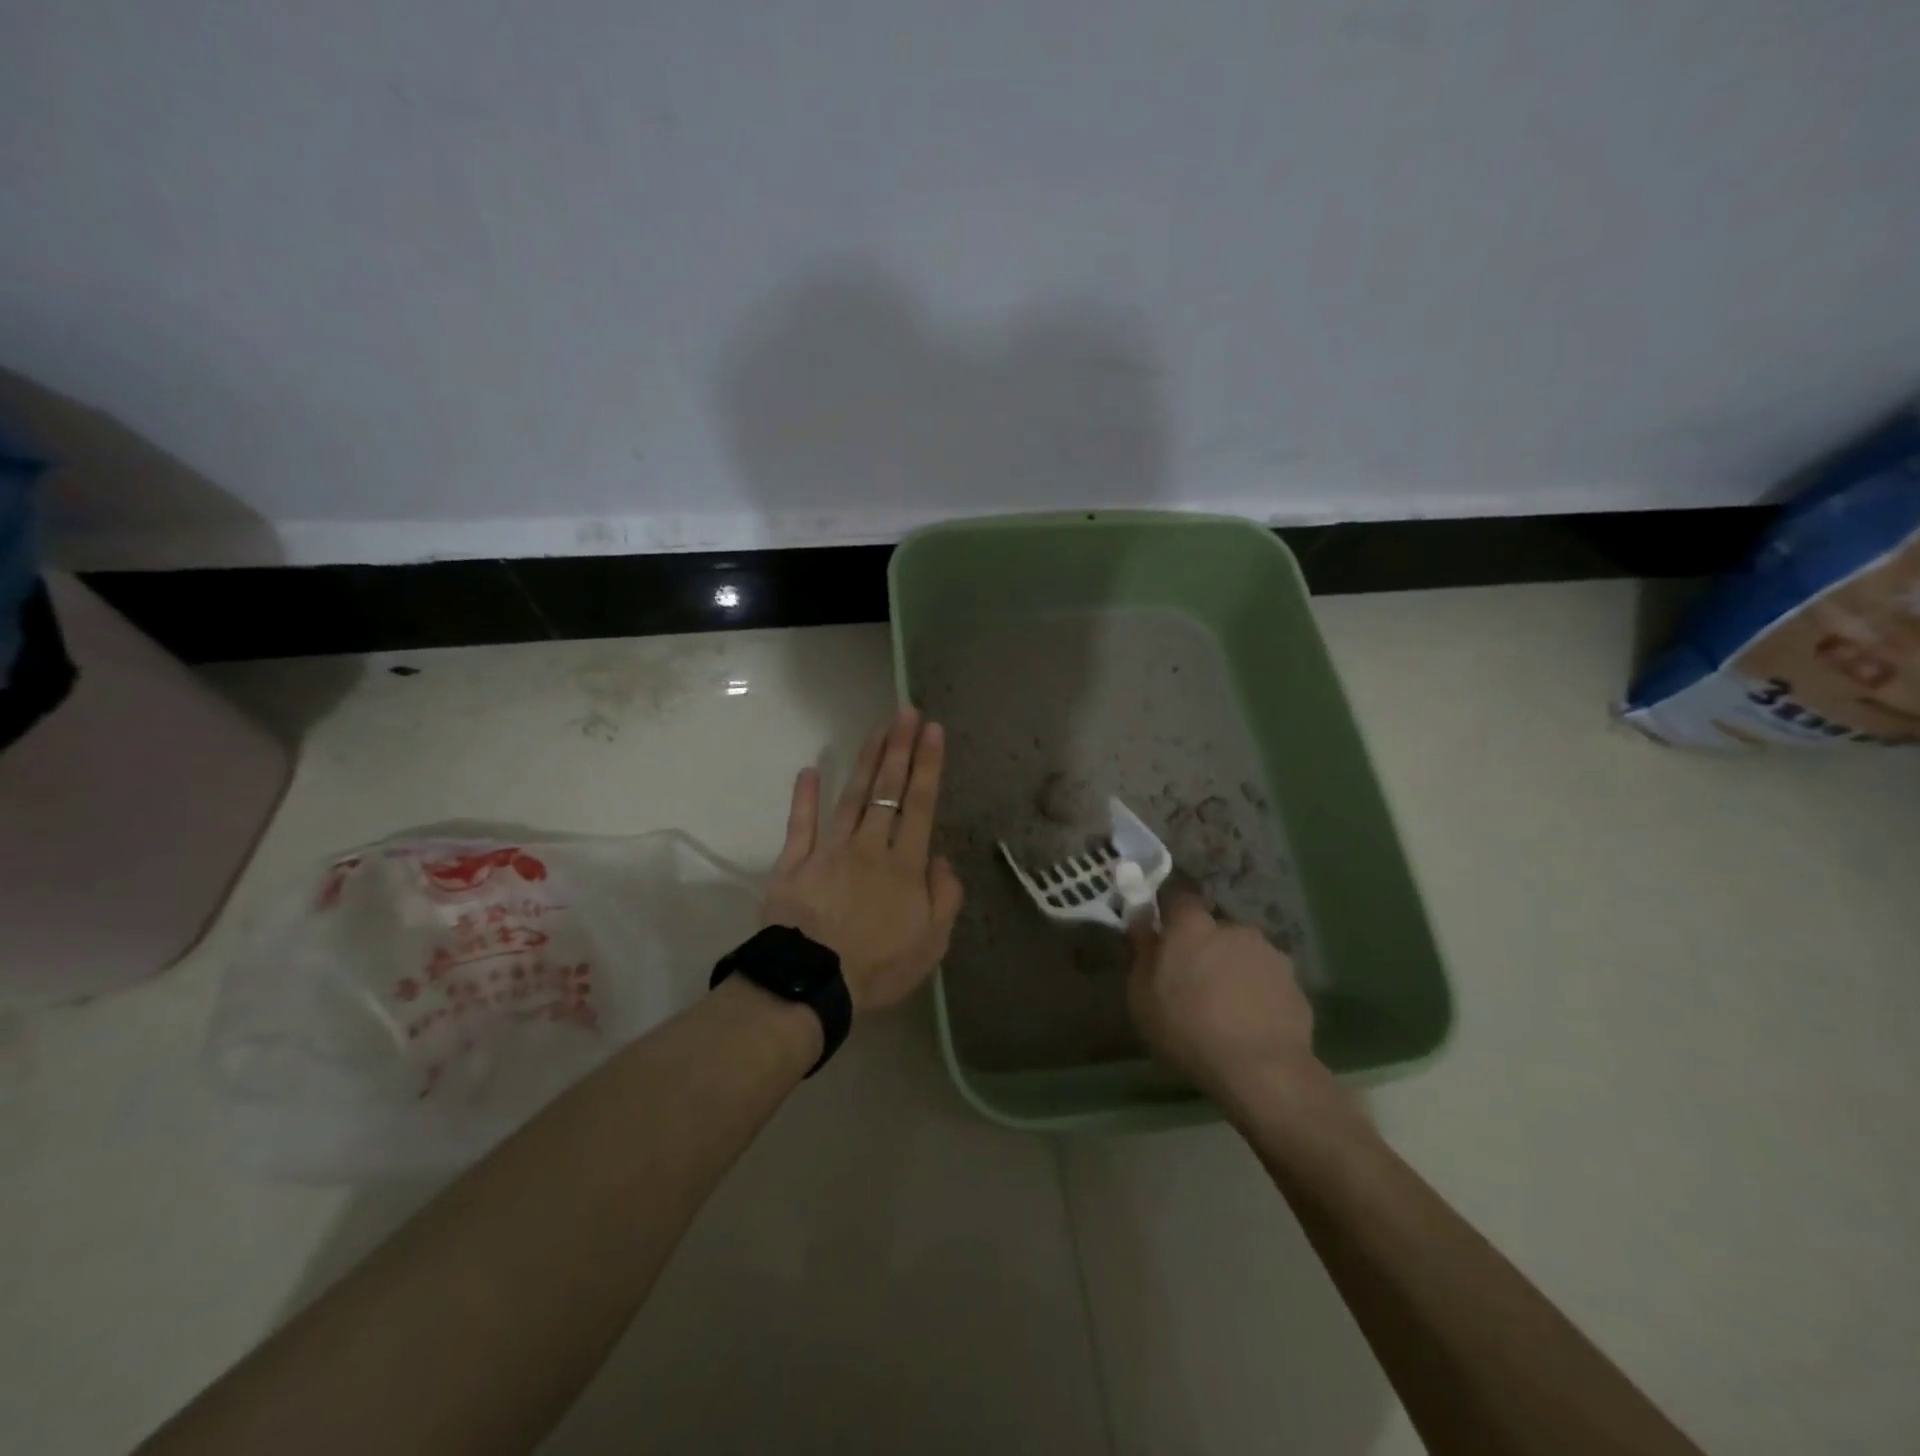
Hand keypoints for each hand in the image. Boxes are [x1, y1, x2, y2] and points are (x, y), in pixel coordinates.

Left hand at [763, 707, 964, 1012]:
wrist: (811, 985)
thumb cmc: (877, 968)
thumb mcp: (931, 943)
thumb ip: (944, 896)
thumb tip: (940, 858)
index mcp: (904, 866)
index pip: (920, 805)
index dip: (927, 765)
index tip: (932, 730)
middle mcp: (869, 847)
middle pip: (887, 790)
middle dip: (899, 748)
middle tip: (905, 711)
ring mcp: (829, 851)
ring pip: (851, 797)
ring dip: (865, 760)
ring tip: (877, 729)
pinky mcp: (794, 863)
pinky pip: (800, 825)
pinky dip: (803, 797)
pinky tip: (809, 769)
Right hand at [1127, 887, 1317, 1100]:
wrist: (1262, 1070)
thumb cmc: (1187, 1029)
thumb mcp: (1141, 996)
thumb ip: (1141, 952)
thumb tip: (1141, 921)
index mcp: (1192, 927)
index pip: (1178, 899)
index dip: (1170, 915)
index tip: (1164, 937)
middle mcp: (1233, 929)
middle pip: (1214, 930)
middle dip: (1205, 948)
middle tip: (1195, 982)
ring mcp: (1270, 955)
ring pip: (1244, 954)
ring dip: (1234, 970)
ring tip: (1227, 1009)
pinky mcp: (1296, 985)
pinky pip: (1268, 982)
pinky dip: (1259, 994)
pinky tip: (1252, 1024)